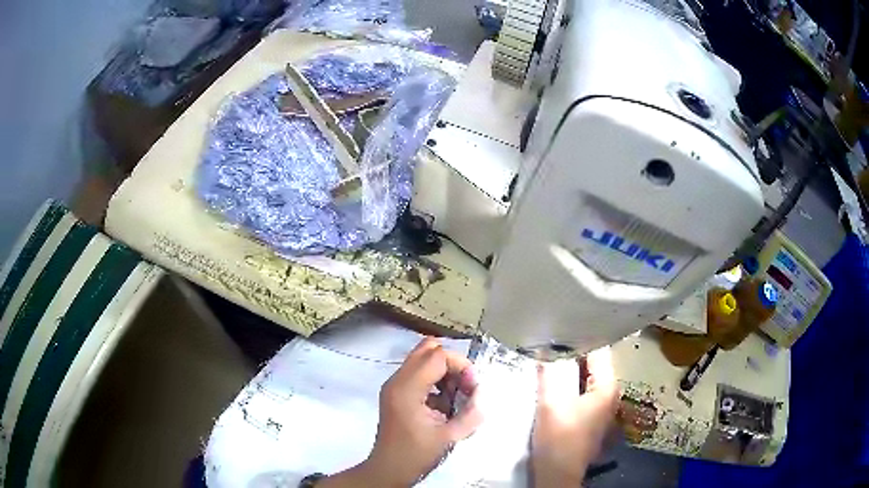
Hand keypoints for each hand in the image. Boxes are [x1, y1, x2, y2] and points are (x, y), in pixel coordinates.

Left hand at [321, 337, 482, 486]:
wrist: (388, 470)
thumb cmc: (416, 455)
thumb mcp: (449, 437)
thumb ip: (470, 414)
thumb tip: (482, 395)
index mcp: (407, 388)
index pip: (438, 356)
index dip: (461, 366)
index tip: (472, 389)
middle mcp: (397, 380)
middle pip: (428, 349)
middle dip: (453, 364)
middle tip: (465, 386)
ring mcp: (395, 386)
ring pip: (423, 359)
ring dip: (445, 372)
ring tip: (456, 397)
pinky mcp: (397, 394)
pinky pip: (419, 374)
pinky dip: (436, 382)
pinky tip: (444, 405)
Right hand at [531, 347, 619, 487]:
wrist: (558, 473)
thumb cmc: (559, 438)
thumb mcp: (551, 403)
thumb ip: (551, 373)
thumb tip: (547, 346)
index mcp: (608, 386)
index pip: (598, 349)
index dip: (579, 337)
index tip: (557, 327)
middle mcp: (610, 393)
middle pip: (592, 362)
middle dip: (571, 352)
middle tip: (548, 341)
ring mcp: (601, 405)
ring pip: (585, 376)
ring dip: (568, 369)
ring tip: (547, 356)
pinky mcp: (589, 415)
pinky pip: (580, 389)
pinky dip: (568, 382)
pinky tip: (552, 380)